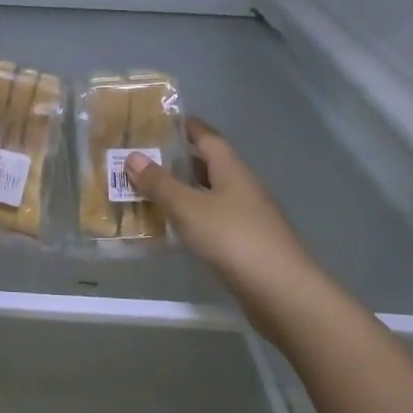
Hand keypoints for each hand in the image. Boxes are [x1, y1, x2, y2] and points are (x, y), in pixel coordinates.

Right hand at [124, 119, 320, 297]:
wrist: (280, 291)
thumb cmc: (232, 238)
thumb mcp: (188, 208)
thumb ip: (160, 183)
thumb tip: (133, 156)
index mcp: (232, 170)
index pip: (207, 137)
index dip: (186, 126)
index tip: (159, 120)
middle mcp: (242, 187)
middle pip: (208, 165)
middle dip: (178, 160)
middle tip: (143, 158)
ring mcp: (247, 216)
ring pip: (209, 194)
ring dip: (182, 191)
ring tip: (148, 191)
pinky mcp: (245, 243)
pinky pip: (212, 219)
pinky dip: (190, 217)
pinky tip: (172, 227)